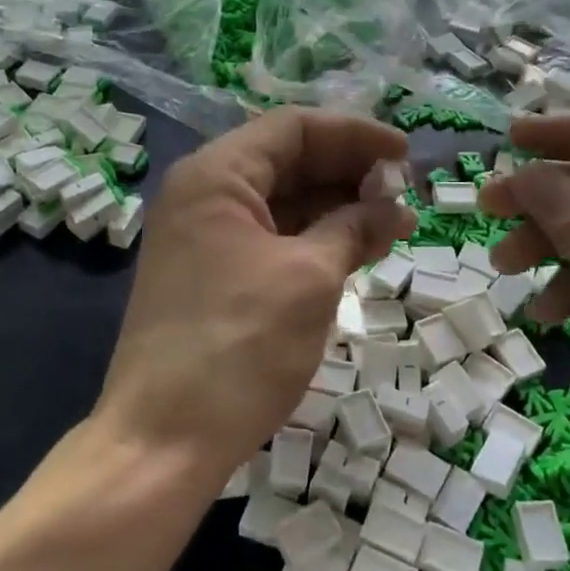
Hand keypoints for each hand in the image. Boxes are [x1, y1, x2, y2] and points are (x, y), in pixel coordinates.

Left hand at [98, 109, 415, 477]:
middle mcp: (204, 195)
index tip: (405, 155)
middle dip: (349, 173)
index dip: (355, 135)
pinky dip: (315, 240)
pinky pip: (272, 239)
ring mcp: (205, 238)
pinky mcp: (213, 276)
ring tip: (394, 225)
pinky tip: (357, 250)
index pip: (293, 129)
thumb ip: (353, 228)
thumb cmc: (239, 346)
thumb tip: (391, 208)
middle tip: (405, 194)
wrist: (163, 441)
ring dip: (338, 208)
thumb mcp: (310, 278)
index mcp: (216, 176)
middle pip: (287, 162)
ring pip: (282, 203)